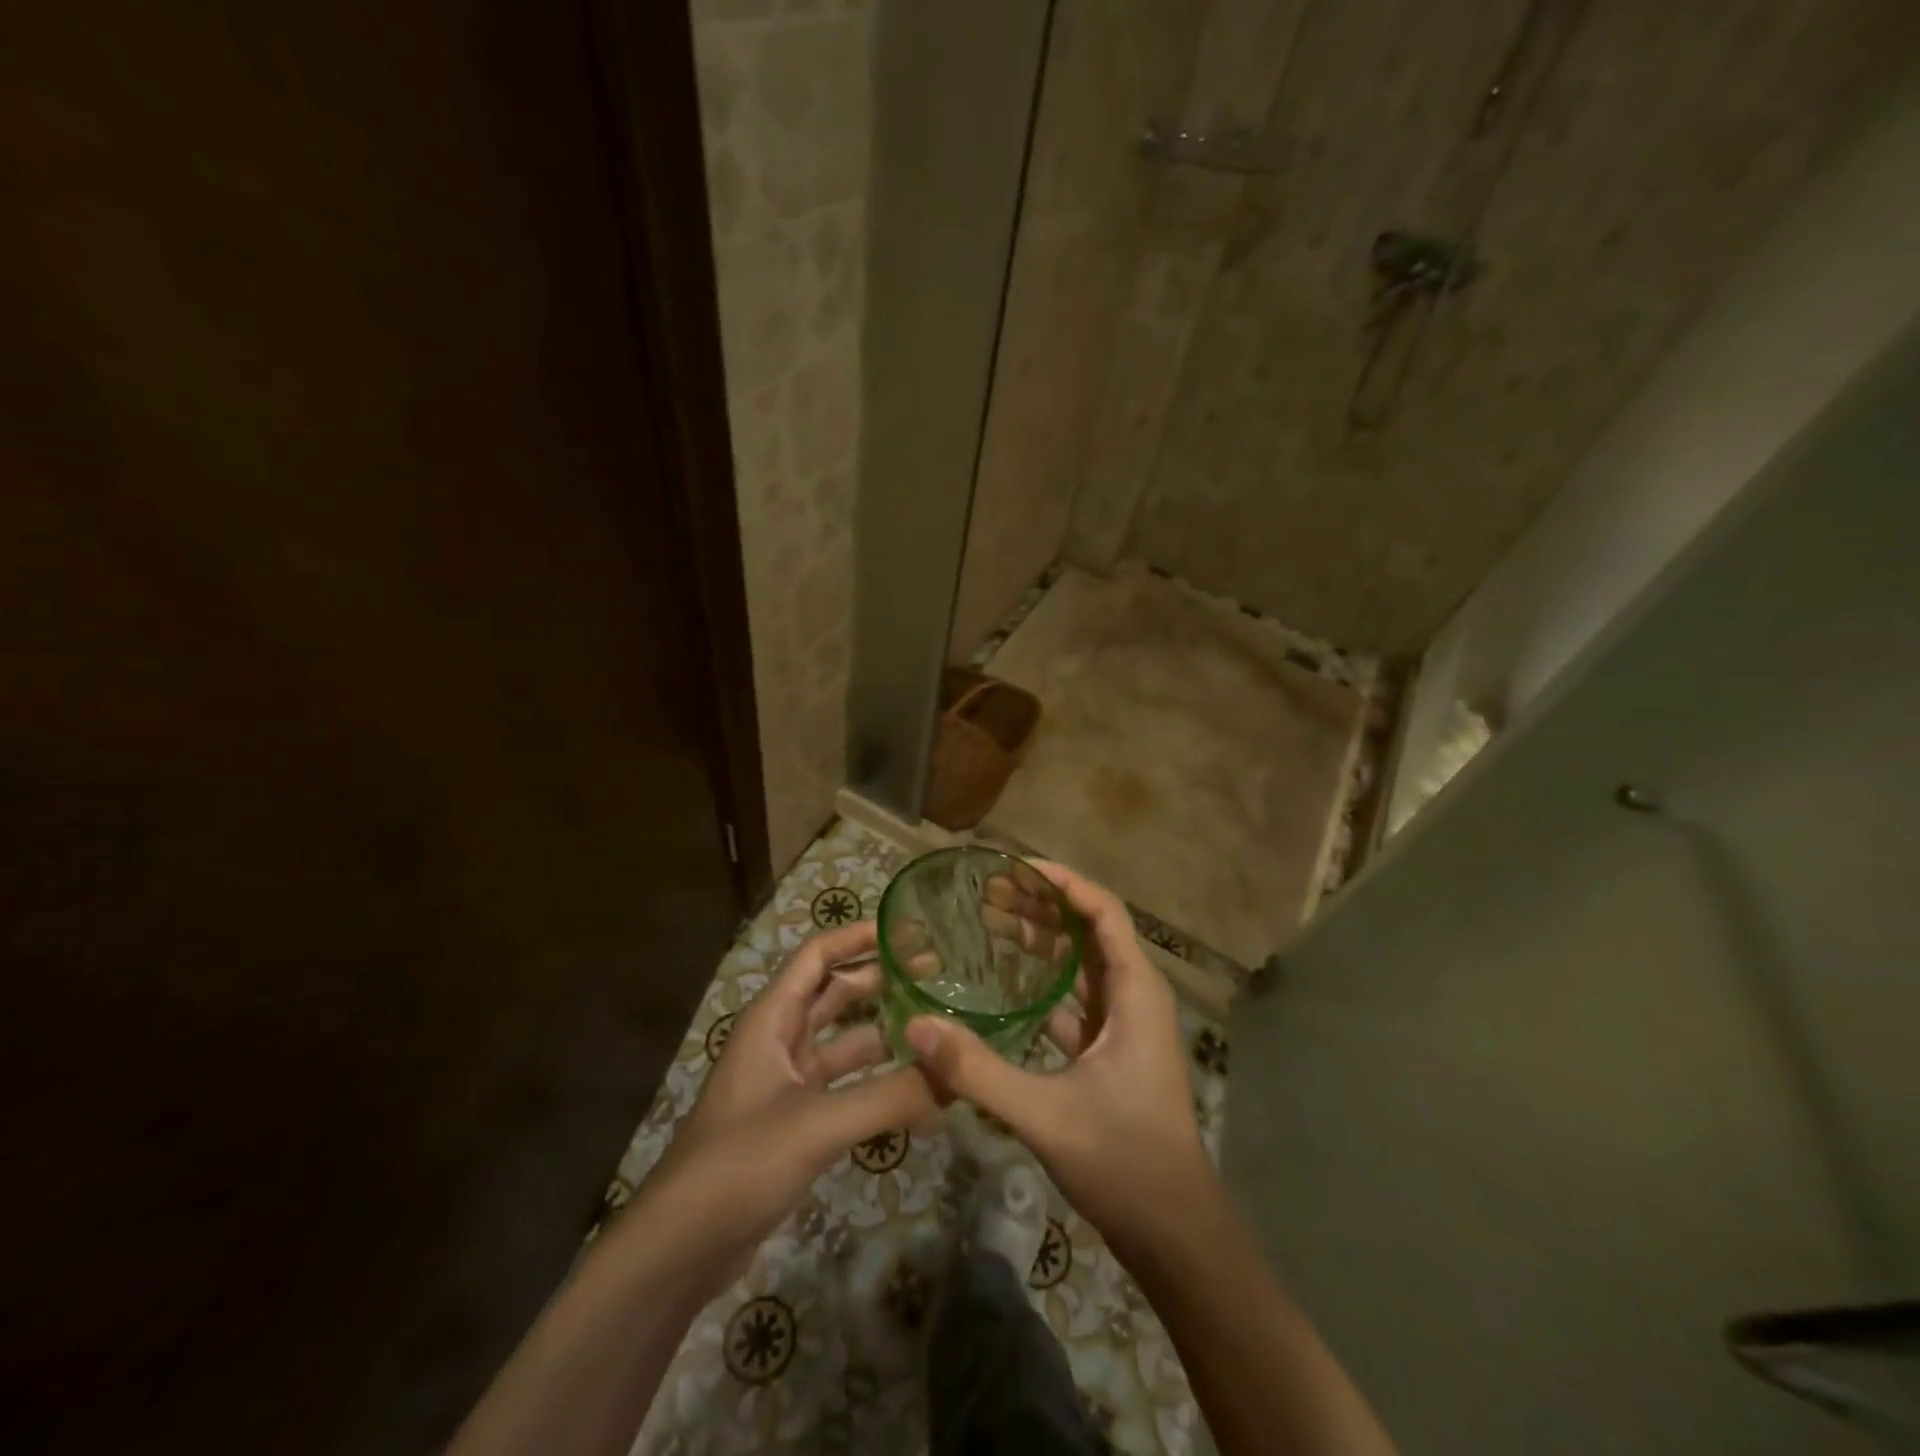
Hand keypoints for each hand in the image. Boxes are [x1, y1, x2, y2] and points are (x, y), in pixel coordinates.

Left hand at [650, 921, 935, 1276]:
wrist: (680, 1248)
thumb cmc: (740, 1163)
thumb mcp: (817, 1124)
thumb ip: (889, 1097)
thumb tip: (957, 1075)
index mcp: (772, 1019)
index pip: (818, 956)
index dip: (859, 937)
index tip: (909, 932)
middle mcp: (779, 1040)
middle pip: (835, 994)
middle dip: (882, 981)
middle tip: (937, 977)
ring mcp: (786, 1083)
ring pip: (843, 1042)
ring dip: (884, 1032)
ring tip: (936, 1028)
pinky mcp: (795, 1122)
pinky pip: (844, 1085)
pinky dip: (877, 1080)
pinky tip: (915, 1088)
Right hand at [905, 862, 1211, 1257]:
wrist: (1173, 1232)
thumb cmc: (1124, 1160)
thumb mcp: (1045, 1113)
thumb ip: (979, 1071)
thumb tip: (915, 1027)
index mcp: (1135, 992)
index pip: (1103, 911)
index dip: (1062, 882)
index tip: (1014, 867)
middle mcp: (1134, 996)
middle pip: (1089, 930)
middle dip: (1042, 905)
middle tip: (987, 891)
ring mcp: (1123, 1025)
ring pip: (1082, 964)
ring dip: (1042, 940)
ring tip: (990, 920)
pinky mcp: (1109, 1051)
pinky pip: (1074, 998)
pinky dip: (1043, 982)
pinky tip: (1004, 983)